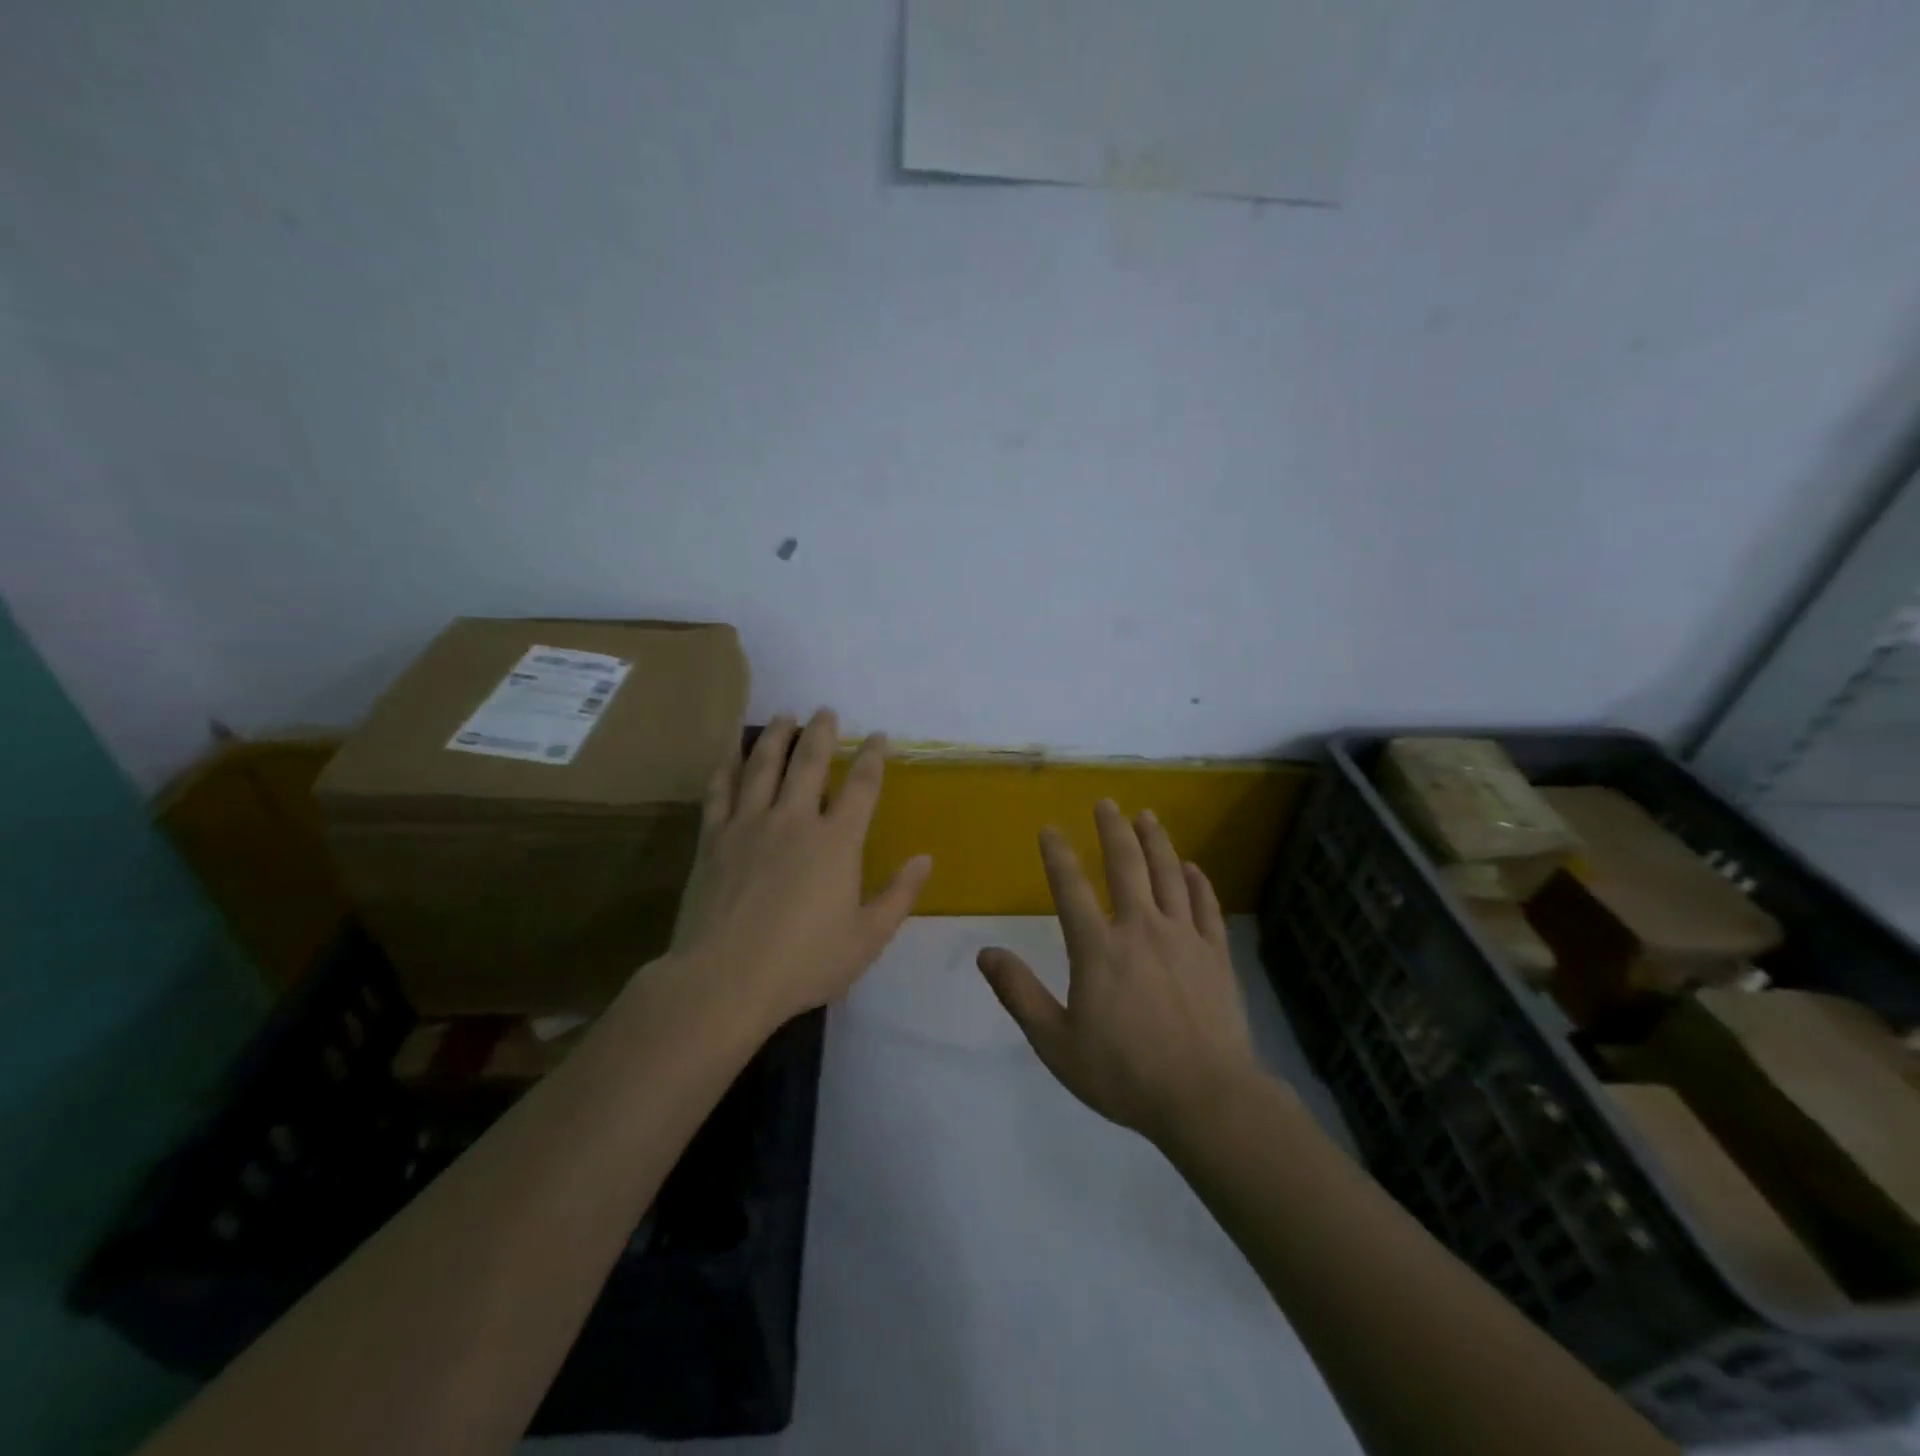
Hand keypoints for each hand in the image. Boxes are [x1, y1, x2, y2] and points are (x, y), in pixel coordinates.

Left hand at [668, 709, 931, 1029]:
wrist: (725, 980)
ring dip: (776, 736)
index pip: (861, 786)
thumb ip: (899, 895)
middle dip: (822, 732)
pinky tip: (730, 752)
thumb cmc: (804, 963)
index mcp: (836, 842)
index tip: (878, 736)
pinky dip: (726, 766)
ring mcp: (749, 825)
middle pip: (809, 762)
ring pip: (763, 765)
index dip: (872, 756)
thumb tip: (926, 858)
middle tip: (826, 710)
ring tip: (784, 716)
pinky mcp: (713, 839)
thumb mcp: (867, 938)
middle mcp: (794, 820)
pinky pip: (719, 791)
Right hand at [977, 800, 1260, 1144]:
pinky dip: (1197, 882)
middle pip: (1126, 865)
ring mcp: (1183, 937)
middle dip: (1113, 829)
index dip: (1057, 854)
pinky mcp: (1215, 954)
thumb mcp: (1056, 1043)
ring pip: (1169, 875)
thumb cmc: (1124, 1073)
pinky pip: (1206, 906)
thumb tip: (985, 953)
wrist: (1206, 1098)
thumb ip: (1020, 994)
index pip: (1070, 887)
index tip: (1050, 828)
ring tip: (1148, 816)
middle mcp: (1140, 929)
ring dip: (1156, 841)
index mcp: (1098, 948)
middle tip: (1107, 803)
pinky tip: (1192, 868)